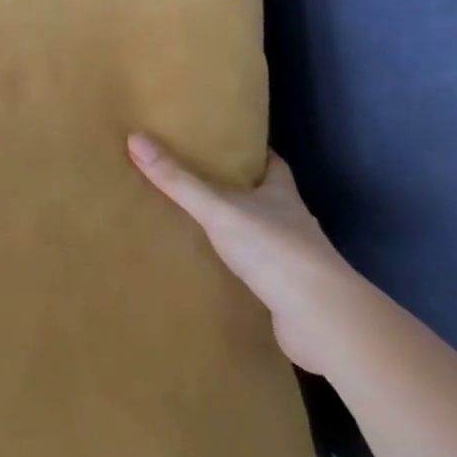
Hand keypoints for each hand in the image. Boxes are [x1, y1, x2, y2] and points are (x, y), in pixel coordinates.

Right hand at [129, 134, 376, 376]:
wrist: (321, 319)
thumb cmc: (274, 249)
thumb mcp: (218, 209)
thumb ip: (178, 180)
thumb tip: (135, 138)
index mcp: (282, 194)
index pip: (272, 164)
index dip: (254, 152)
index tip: (229, 144)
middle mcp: (293, 222)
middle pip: (267, 198)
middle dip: (241, 191)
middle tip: (203, 180)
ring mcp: (294, 260)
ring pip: (263, 236)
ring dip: (241, 231)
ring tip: (202, 223)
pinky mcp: (289, 293)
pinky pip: (259, 272)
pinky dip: (242, 268)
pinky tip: (218, 269)